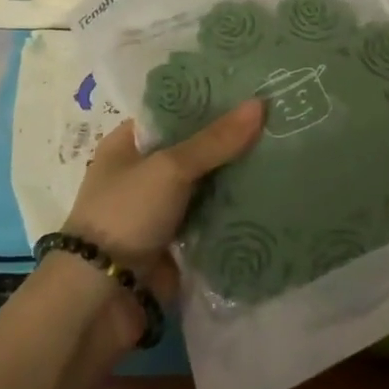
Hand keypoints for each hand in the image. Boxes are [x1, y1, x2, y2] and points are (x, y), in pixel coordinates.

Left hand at [62, 100, 264, 311]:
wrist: (100, 300)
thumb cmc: (125, 215)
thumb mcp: (170, 168)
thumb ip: (215, 140)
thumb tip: (260, 104)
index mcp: (129, 144)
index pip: (176, 112)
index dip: (211, 101)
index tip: (253, 88)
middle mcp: (144, 173)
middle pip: (196, 149)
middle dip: (233, 140)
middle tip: (281, 120)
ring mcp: (162, 210)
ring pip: (209, 185)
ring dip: (239, 177)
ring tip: (289, 153)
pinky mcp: (178, 244)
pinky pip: (213, 220)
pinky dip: (237, 213)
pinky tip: (276, 196)